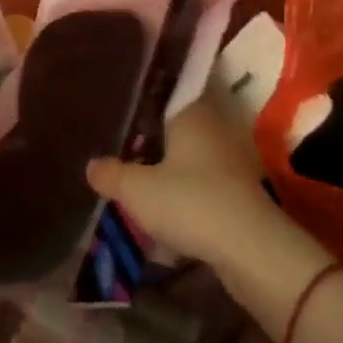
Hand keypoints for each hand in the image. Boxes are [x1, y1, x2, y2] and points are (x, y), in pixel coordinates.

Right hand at [86, 93, 281, 271]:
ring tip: (145, 182)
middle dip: (158, 138)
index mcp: (190, 113)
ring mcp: (232, 159)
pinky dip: (191, 193)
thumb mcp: (138, 190)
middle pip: (180, 126)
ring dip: (176, 169)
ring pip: (195, 156)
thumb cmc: (190, 202)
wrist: (251, 248)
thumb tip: (91, 164)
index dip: (147, 100)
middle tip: (128, 147)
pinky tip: (172, 210)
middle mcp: (214, 127)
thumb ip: (112, 174)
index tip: (128, 107)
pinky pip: (207, 184)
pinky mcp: (242, 192)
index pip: (167, 94)